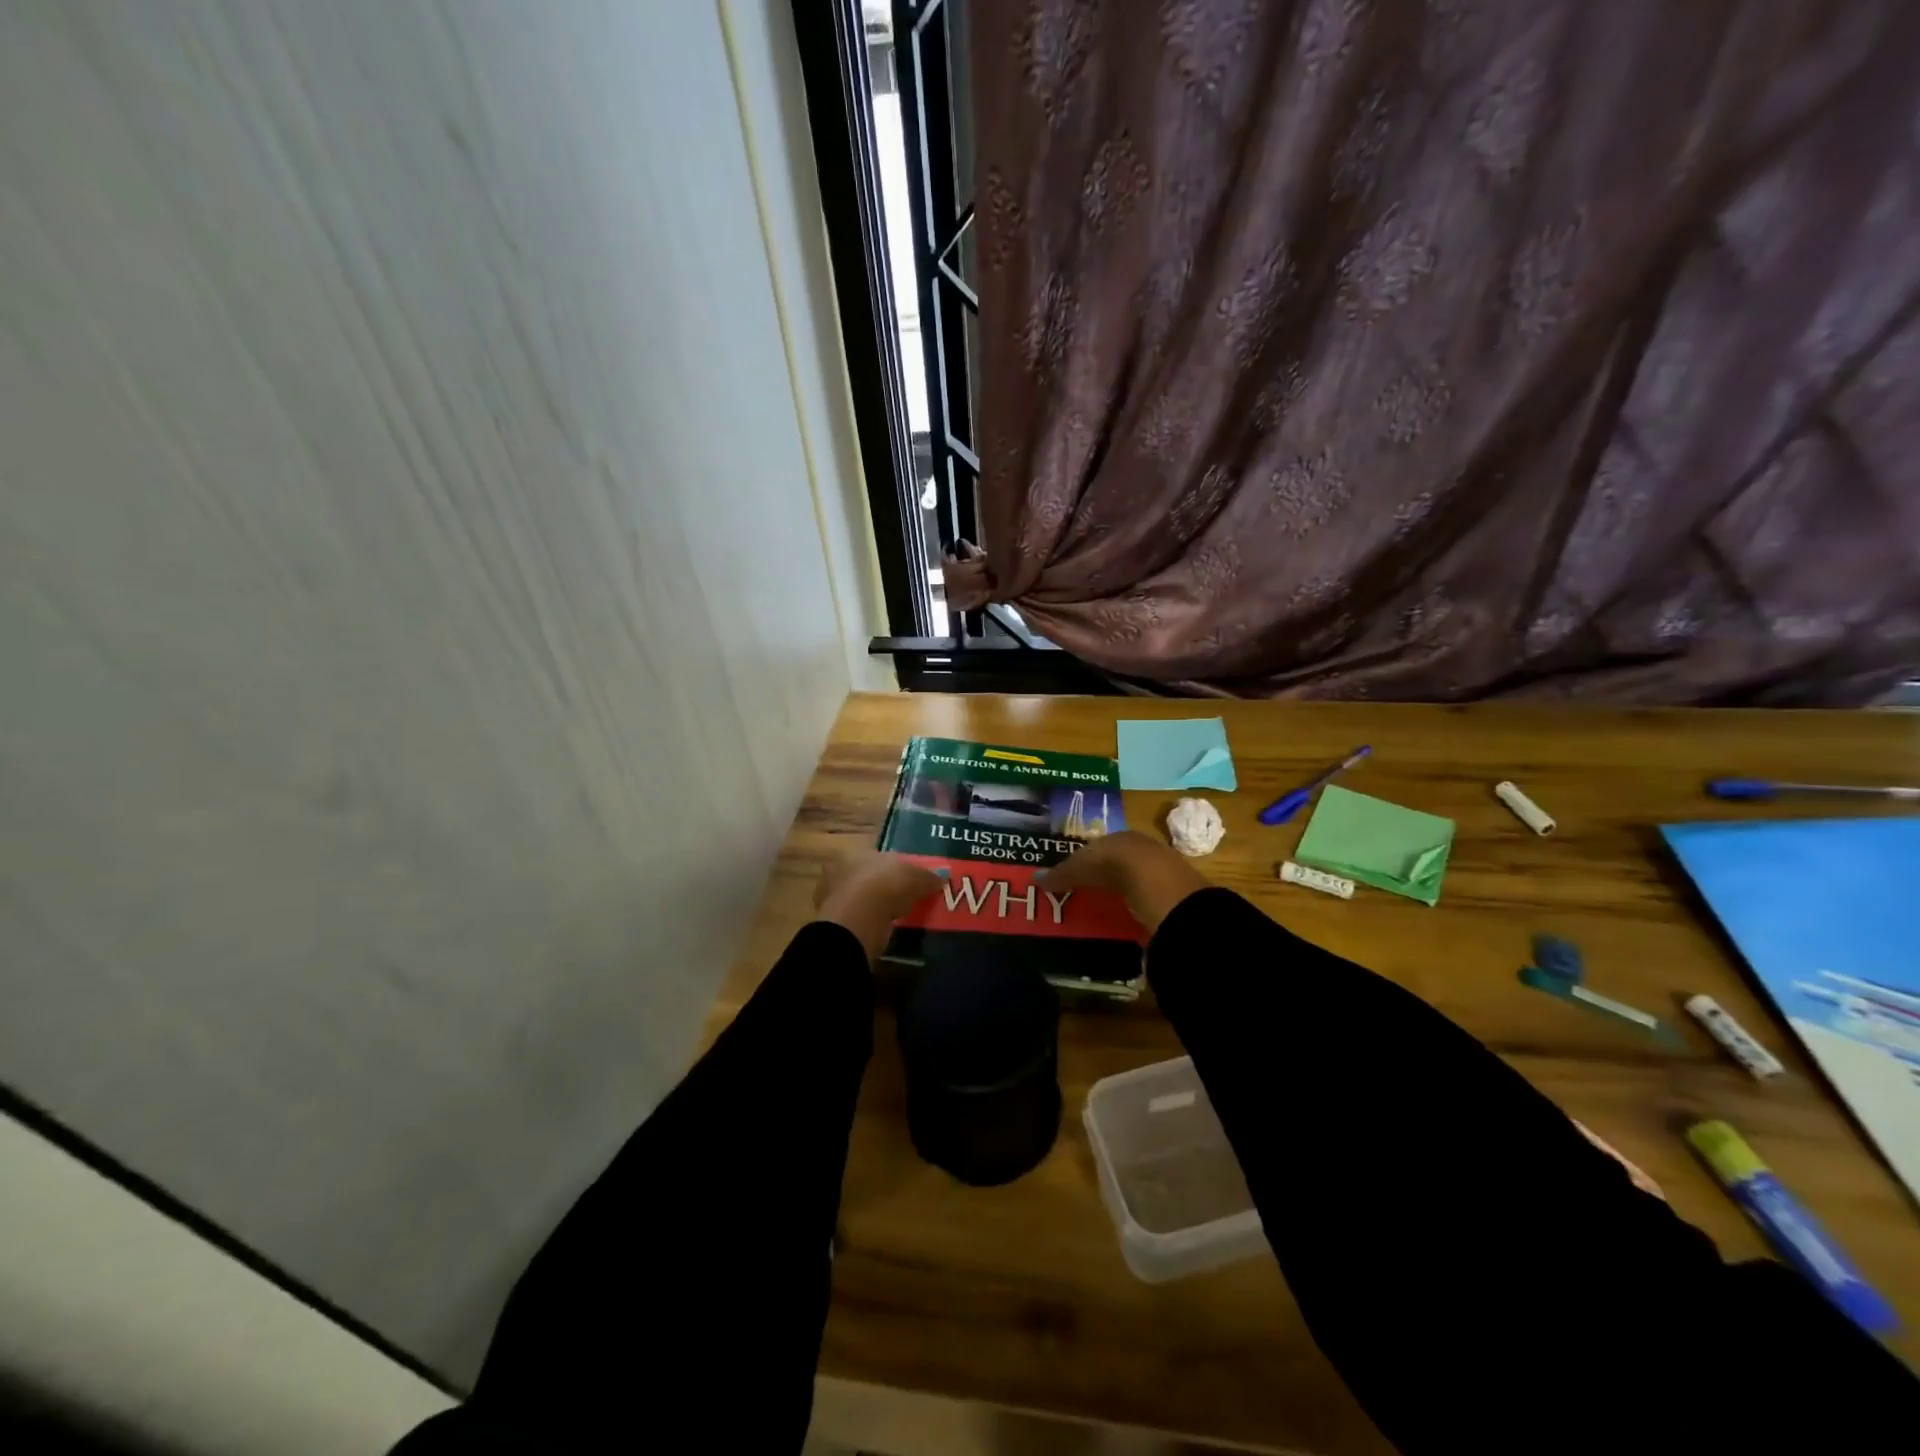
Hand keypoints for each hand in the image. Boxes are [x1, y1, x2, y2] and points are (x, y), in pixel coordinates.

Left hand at [813, 848, 943, 961]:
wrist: (860, 917)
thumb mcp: (916, 877)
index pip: (878, 857)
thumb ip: (928, 876)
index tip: (909, 880)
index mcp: (858, 852)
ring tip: (896, 917)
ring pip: (861, 899)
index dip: (895, 868)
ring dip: (875, 907)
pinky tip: (884, 930)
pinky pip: (859, 920)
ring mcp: (834, 897)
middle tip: (904, 899)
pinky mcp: (835, 923)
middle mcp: (841, 870)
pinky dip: (870, 924)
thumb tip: (943, 877)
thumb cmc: (887, 884)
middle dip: (883, 887)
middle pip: (868, 877)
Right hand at [1036, 830, 1211, 933]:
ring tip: (1101, 911)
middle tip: (1082, 895)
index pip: (1099, 847)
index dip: (1083, 860)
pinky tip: (1125, 919)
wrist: (1162, 885)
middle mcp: (1142, 849)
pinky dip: (1135, 908)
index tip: (1069, 877)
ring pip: (1134, 882)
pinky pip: (1147, 901)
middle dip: (1102, 877)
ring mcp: (1160, 872)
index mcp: (1120, 837)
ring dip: (1120, 893)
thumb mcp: (1082, 867)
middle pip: (1117, 864)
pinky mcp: (1172, 896)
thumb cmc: (1116, 865)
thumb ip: (1061, 873)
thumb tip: (1034, 879)